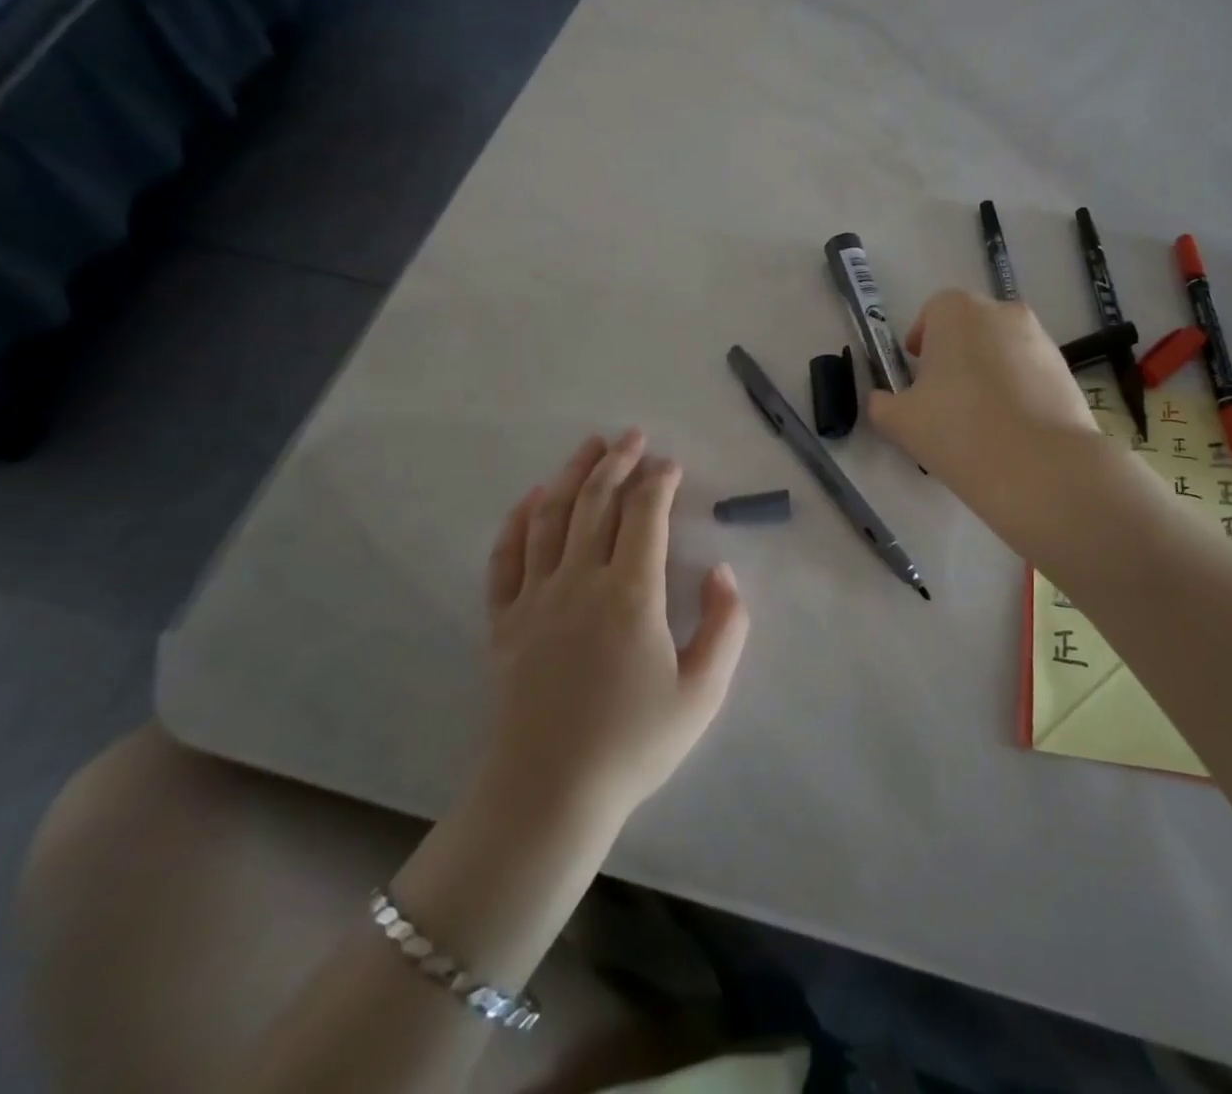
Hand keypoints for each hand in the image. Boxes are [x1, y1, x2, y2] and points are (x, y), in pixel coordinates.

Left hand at [476, 431, 748, 823]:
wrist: (548, 795)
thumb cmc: (634, 744)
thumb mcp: (703, 691)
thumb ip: (726, 625)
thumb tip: (722, 572)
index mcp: (631, 593)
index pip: (645, 515)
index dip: (659, 481)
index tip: (671, 465)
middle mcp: (579, 580)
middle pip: (596, 502)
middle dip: (618, 462)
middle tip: (633, 435)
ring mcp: (535, 598)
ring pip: (551, 517)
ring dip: (573, 475)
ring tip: (590, 446)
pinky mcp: (504, 622)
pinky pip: (506, 558)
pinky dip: (518, 521)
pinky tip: (532, 499)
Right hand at [867, 290, 1101, 515]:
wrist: (1040, 467)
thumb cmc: (958, 430)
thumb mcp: (900, 422)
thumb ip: (882, 404)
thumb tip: (882, 400)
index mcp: (957, 311)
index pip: (933, 312)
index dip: (922, 341)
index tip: (917, 375)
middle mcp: (1002, 312)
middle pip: (970, 327)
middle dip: (955, 355)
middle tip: (945, 399)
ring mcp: (1040, 339)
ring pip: (1002, 349)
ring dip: (988, 372)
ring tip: (981, 419)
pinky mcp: (1066, 370)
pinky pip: (1030, 372)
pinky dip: (1018, 390)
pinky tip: (1011, 430)